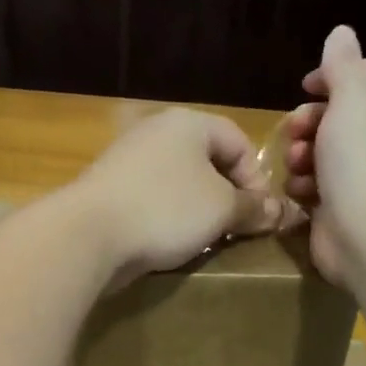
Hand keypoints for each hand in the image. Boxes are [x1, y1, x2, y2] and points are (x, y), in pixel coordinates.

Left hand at [70, 106, 280, 285]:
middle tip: (236, 229)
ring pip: (180, 183)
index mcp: (188, 123)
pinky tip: (170, 243)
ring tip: (206, 240)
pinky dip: (168, 219)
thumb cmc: (166, 209)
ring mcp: (128, 161)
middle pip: (208, 161)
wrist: (89, 234)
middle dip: (228, 196)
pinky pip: (153, 200)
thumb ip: (253, 208)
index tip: (260, 215)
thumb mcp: (222, 209)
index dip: (257, 178)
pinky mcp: (110, 190)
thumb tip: (277, 212)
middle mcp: (156, 132)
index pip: (239, 141)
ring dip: (198, 211)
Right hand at [282, 26, 365, 283]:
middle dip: (309, 120)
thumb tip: (342, 33)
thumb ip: (343, 61)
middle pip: (339, 114)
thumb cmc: (365, 157)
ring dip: (301, 154)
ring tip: (297, 166)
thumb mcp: (353, 94)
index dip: (335, 75)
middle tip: (295, 131)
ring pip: (323, 152)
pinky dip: (305, 186)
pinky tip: (300, 193)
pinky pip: (317, 187)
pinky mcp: (346, 208)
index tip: (307, 85)